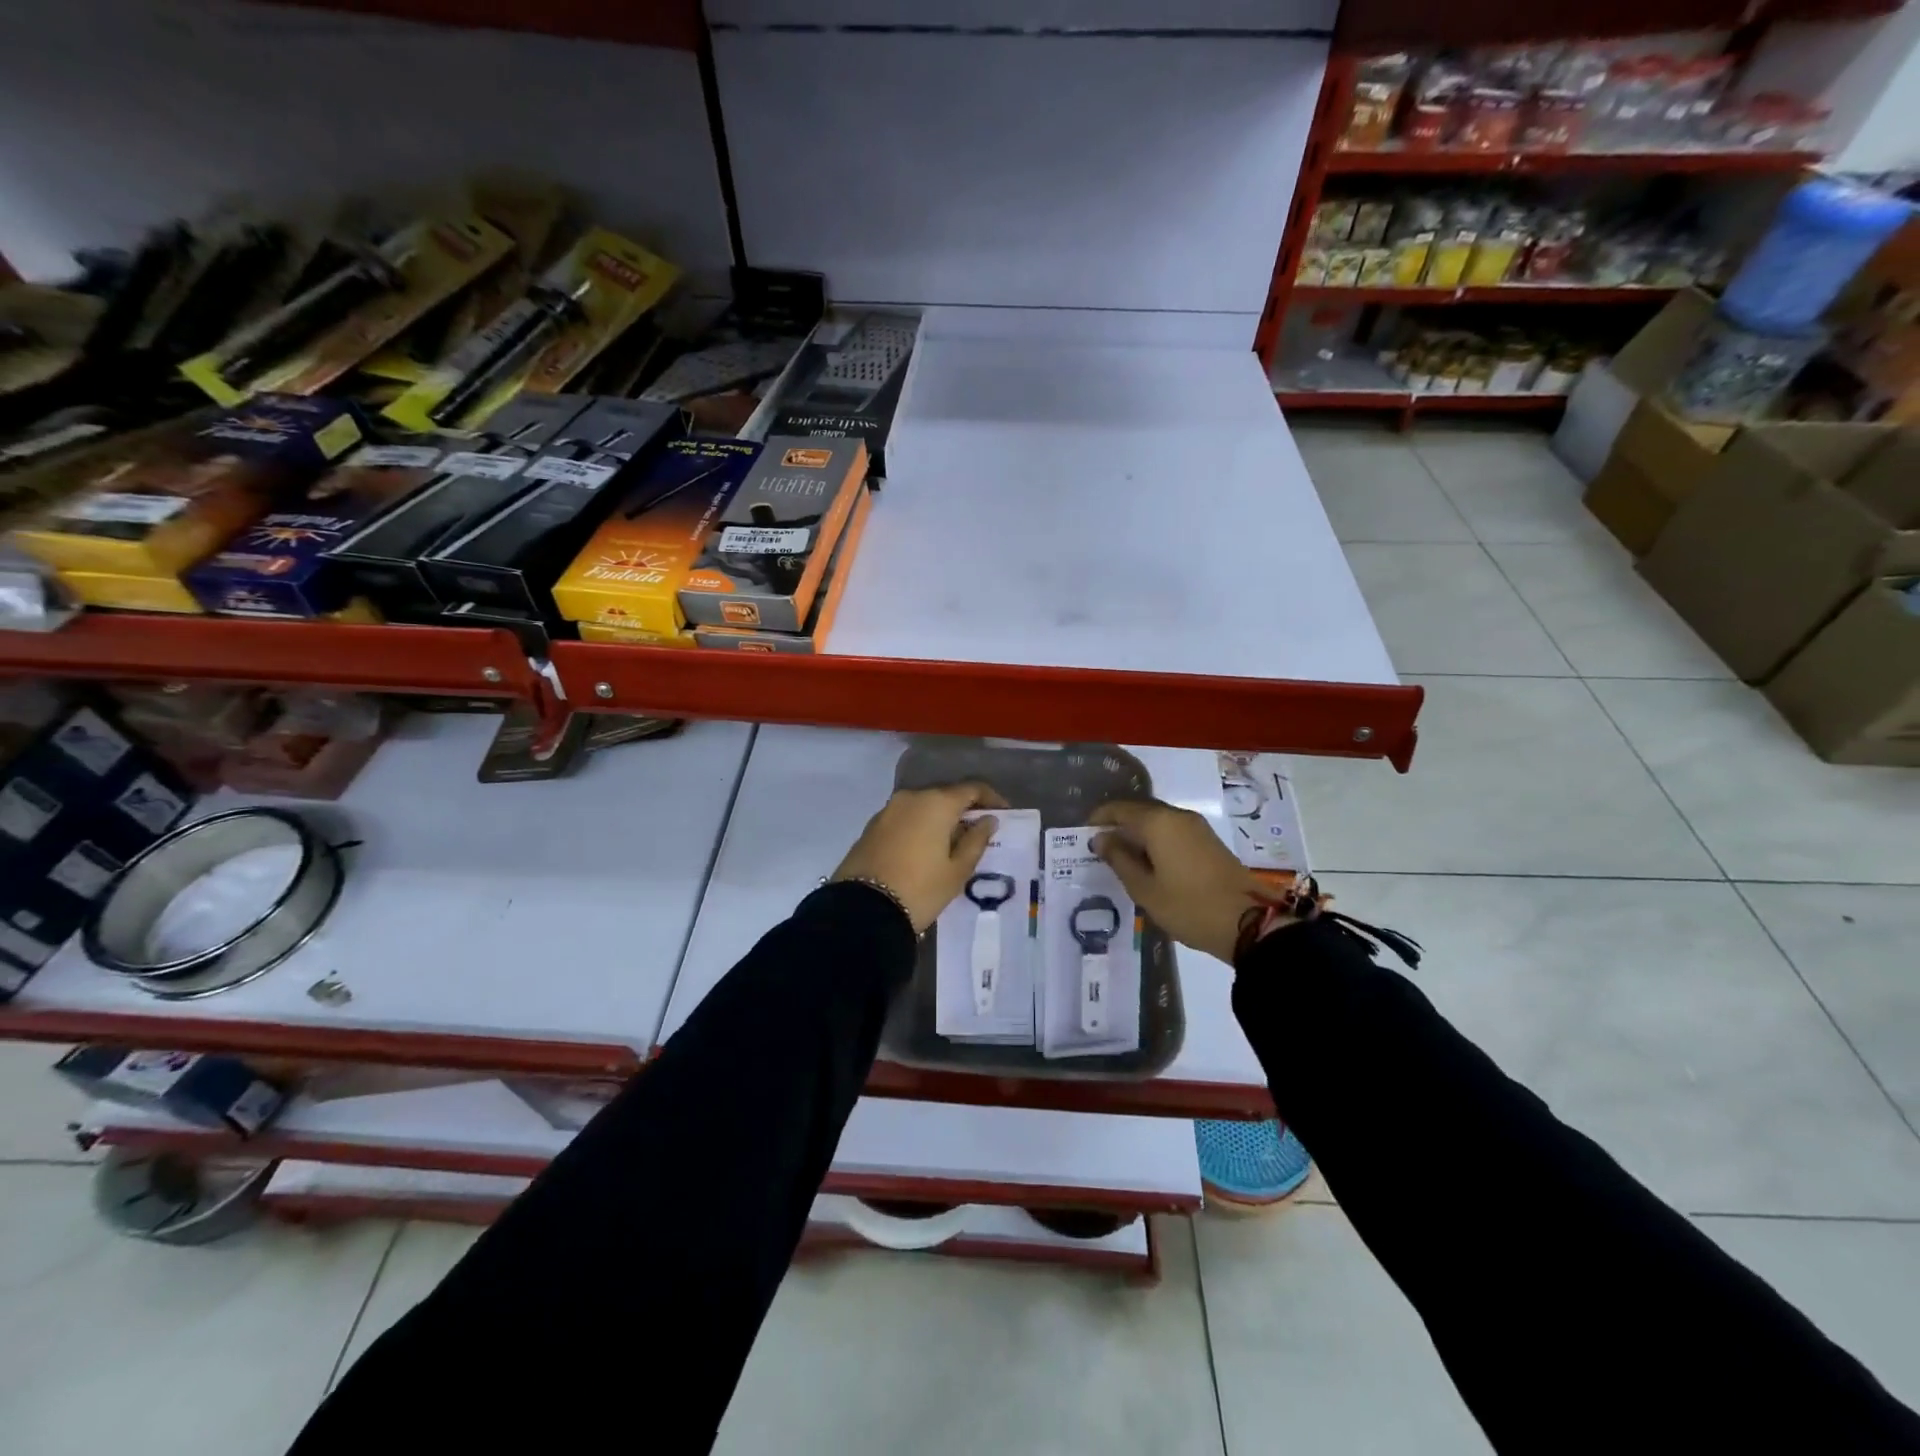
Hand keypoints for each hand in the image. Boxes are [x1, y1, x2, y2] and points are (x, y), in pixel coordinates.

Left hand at [831, 782, 1008, 932]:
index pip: (971, 789)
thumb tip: (987, 820)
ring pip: (923, 807)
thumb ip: (976, 840)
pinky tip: (925, 849)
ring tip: (951, 845)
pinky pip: (904, 819)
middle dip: (963, 810)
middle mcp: (911, 797)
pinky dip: (919, 827)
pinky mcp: (872, 826)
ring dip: (939, 819)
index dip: (991, 798)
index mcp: (936, 803)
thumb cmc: (920, 889)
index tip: (1003, 814)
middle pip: (945, 796)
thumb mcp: (957, 870)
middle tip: (978, 833)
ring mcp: (888, 810)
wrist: (863, 910)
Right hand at [1090, 799, 1266, 963]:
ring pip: (1157, 822)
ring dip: (1137, 835)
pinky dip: (1154, 842)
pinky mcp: (1208, 842)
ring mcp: (1196, 828)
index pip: (1119, 809)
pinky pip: (1172, 832)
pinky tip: (1147, 864)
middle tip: (1098, 849)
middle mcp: (1177, 816)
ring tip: (1120, 859)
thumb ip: (1119, 860)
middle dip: (1117, 826)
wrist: (1249, 923)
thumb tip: (1100, 839)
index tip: (1082, 835)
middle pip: (1139, 812)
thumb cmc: (1189, 907)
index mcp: (1158, 822)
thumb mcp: (1145, 889)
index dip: (1099, 819)